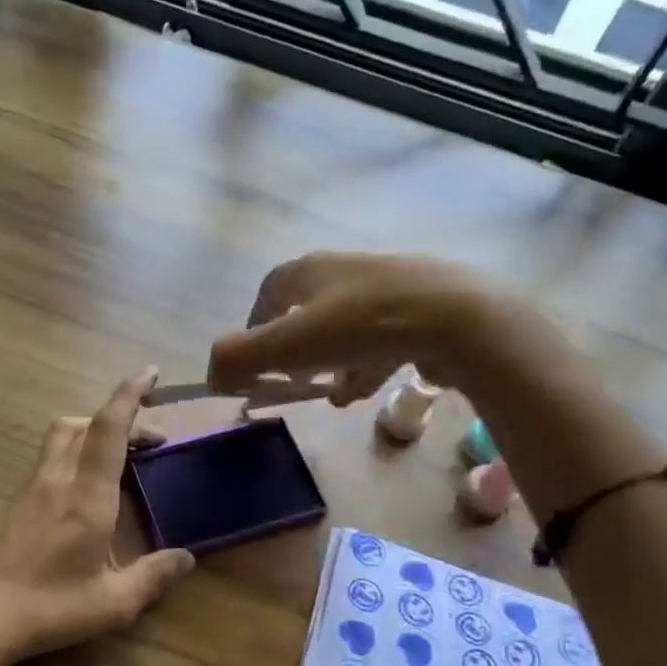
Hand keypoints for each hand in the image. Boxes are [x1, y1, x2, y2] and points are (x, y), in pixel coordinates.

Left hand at [0, 368, 194, 665]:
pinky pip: (52, 456)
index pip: (109, 429)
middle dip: (120, 416)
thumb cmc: (51, 607)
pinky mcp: (20, 502)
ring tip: (123, 452)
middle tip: (152, 438)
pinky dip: (76, 448)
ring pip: (62, 435)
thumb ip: (153, 576)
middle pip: (83, 423)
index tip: (150, 373)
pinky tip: (89, 482)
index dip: (130, 395)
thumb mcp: (114, 602)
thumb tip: (187, 558)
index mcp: (87, 496)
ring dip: (94, 428)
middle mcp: (58, 480)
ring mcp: (34, 488)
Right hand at [208, 252, 503, 404]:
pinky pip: (379, 339)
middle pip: (306, 314)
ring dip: (332, 364)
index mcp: (308, 270)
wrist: (454, 316)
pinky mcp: (419, 308)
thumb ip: (239, 358)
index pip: (267, 295)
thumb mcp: (287, 345)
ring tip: (336, 395)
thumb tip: (212, 374)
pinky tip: (368, 389)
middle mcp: (343, 270)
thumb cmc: (360, 326)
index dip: (254, 330)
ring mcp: (385, 287)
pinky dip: (366, 364)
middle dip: (297, 354)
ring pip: (344, 330)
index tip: (256, 366)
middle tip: (298, 383)